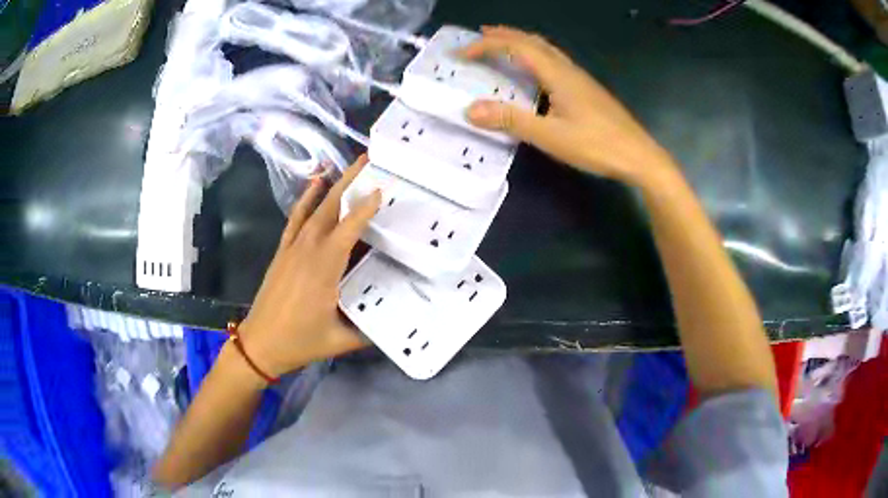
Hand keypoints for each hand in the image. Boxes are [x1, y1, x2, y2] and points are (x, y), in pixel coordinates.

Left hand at [237, 155, 380, 378]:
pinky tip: (316, 184)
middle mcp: (308, 250)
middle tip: (367, 160)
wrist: (260, 343)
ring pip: (315, 209)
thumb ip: (371, 328)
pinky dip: (306, 199)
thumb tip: (398, 317)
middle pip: (331, 208)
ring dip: (332, 185)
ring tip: (348, 166)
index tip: (383, 188)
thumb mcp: (341, 340)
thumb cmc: (300, 341)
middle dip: (350, 181)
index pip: (349, 229)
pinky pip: (296, 218)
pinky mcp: (283, 251)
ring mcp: (293, 247)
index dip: (366, 208)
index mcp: (324, 268)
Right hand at [463, 26, 676, 186]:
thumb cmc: (597, 145)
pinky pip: (555, 61)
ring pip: (545, 49)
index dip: (487, 46)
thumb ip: (511, 121)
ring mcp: (580, 78)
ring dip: (521, 42)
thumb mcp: (550, 136)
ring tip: (503, 45)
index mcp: (557, 74)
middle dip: (504, 35)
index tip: (463, 54)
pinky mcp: (587, 89)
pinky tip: (535, 71)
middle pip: (533, 41)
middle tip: (480, 36)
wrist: (639, 155)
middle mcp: (568, 69)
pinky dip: (535, 56)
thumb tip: (470, 110)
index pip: (517, 47)